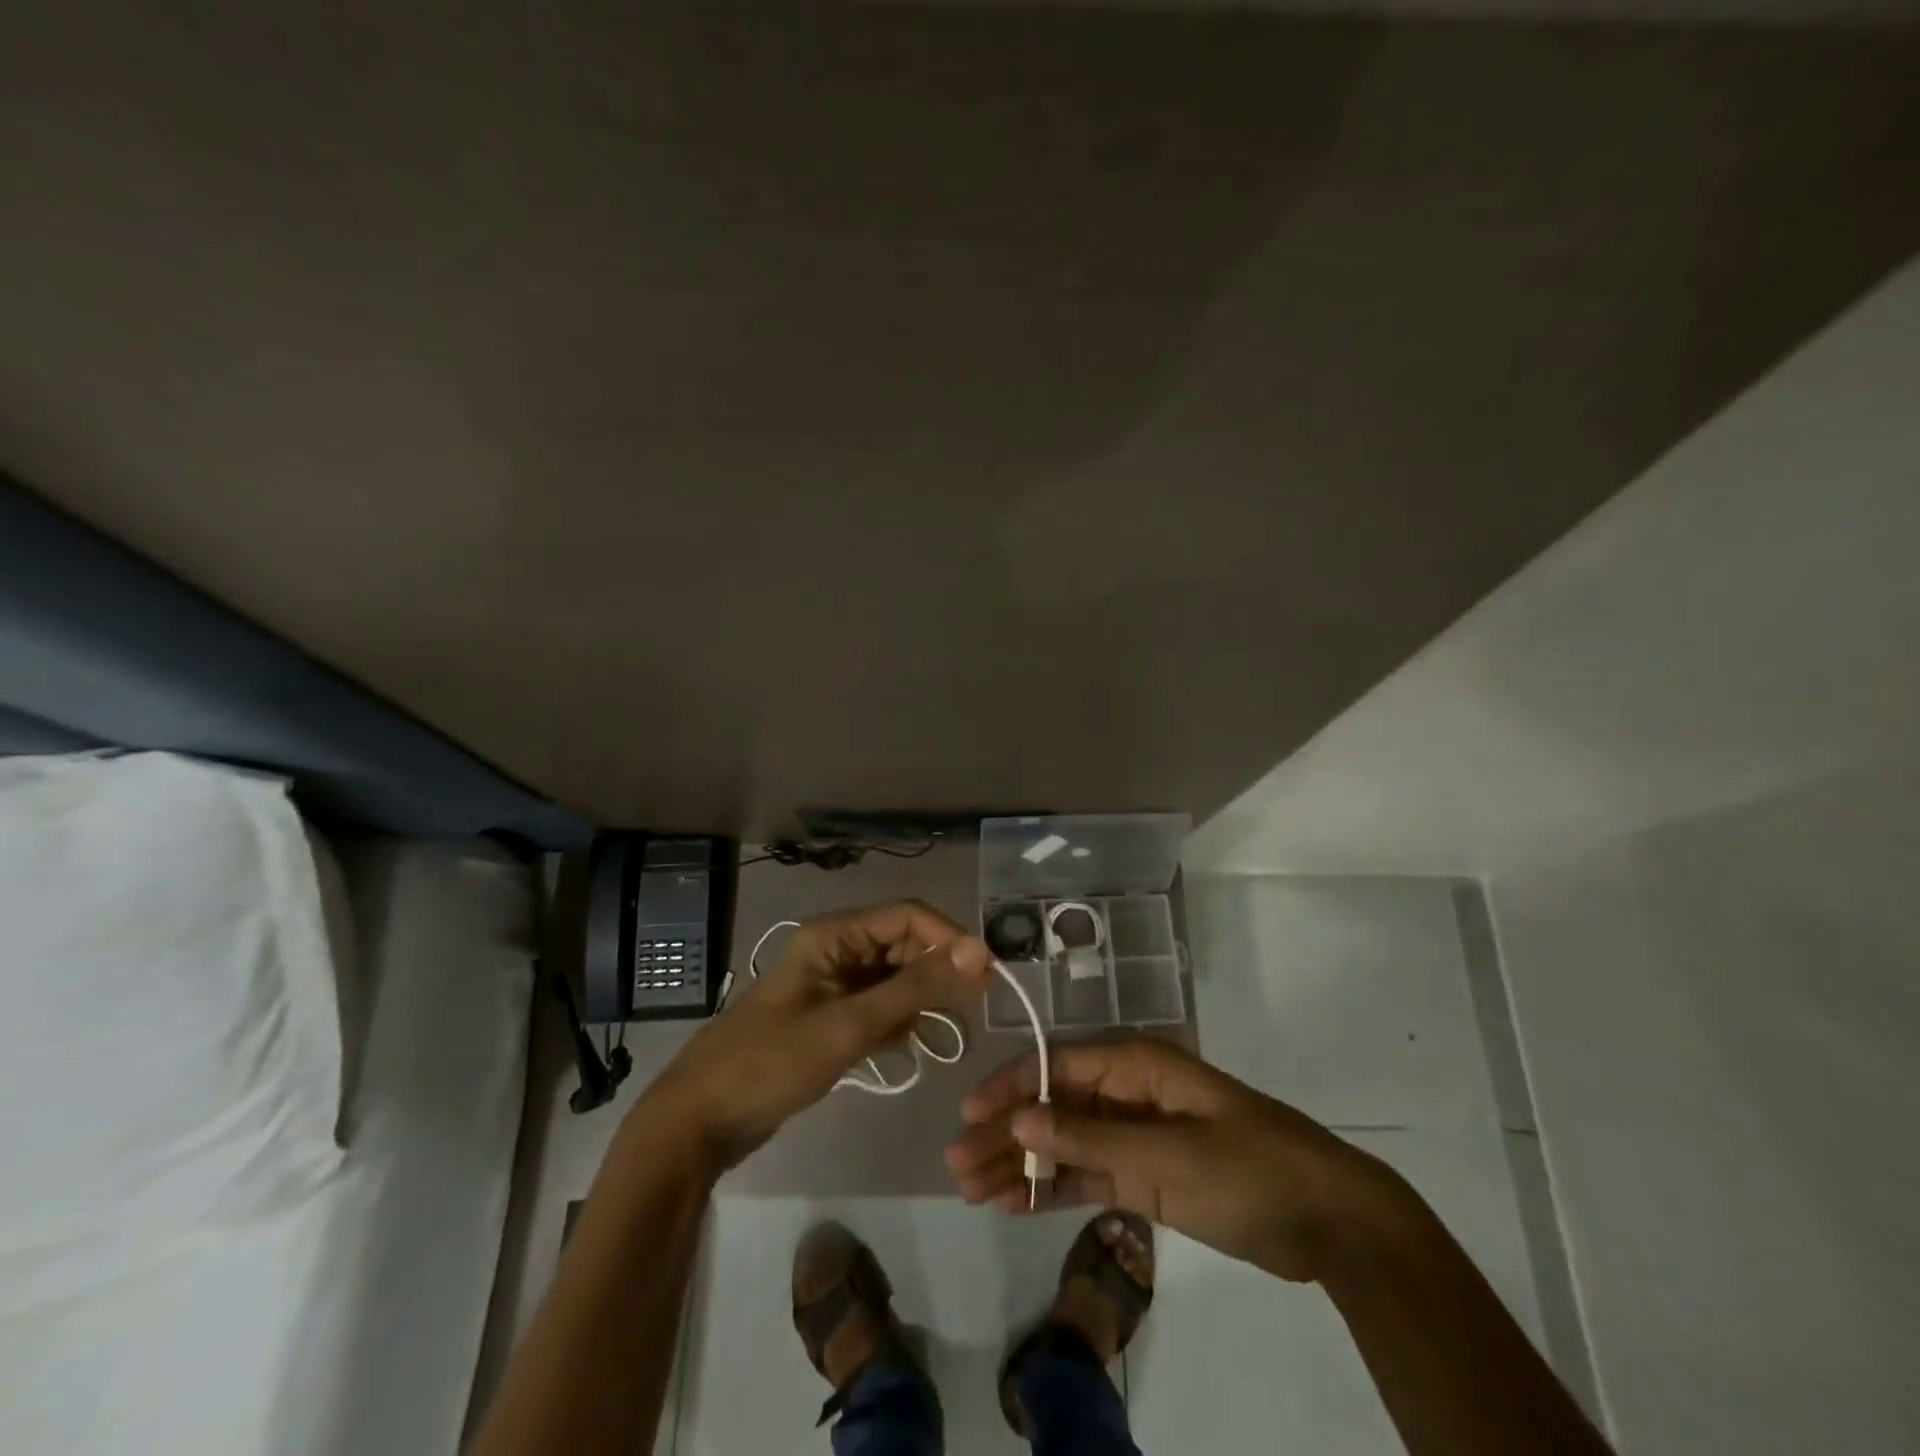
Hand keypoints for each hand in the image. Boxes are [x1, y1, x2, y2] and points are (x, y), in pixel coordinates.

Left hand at [649, 901, 991, 1169]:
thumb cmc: (771, 1063)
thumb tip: (978, 953)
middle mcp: (836, 949)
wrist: (699, 1121)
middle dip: (936, 973)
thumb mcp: (849, 1025)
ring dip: (917, 1000)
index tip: (986, 973)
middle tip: (968, 1010)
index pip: (907, 917)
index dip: (949, 939)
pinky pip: (879, 1006)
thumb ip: (914, 988)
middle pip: (903, 945)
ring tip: (935, 1034)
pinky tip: (902, 1046)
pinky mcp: (830, 1016)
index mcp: (833, 935)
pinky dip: (896, 1021)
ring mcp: (832, 984)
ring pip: (894, 977)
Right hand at [947, 1039, 1409, 1282]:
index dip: (1011, 1087)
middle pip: (1053, 1106)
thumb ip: (1091, 1141)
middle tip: (956, 1165)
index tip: (968, 1114)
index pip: (1058, 1066)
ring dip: (1020, 1164)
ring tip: (971, 1190)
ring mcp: (1136, 1136)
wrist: (1330, 1221)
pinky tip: (1012, 1204)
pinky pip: (1087, 1176)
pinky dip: (1051, 1189)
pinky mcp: (1146, 1176)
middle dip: (1005, 1132)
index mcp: (1136, 1065)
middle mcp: (1128, 1092)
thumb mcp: (1169, 1155)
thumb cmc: (1250, 1170)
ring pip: (1064, 1144)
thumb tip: (1018, 1120)